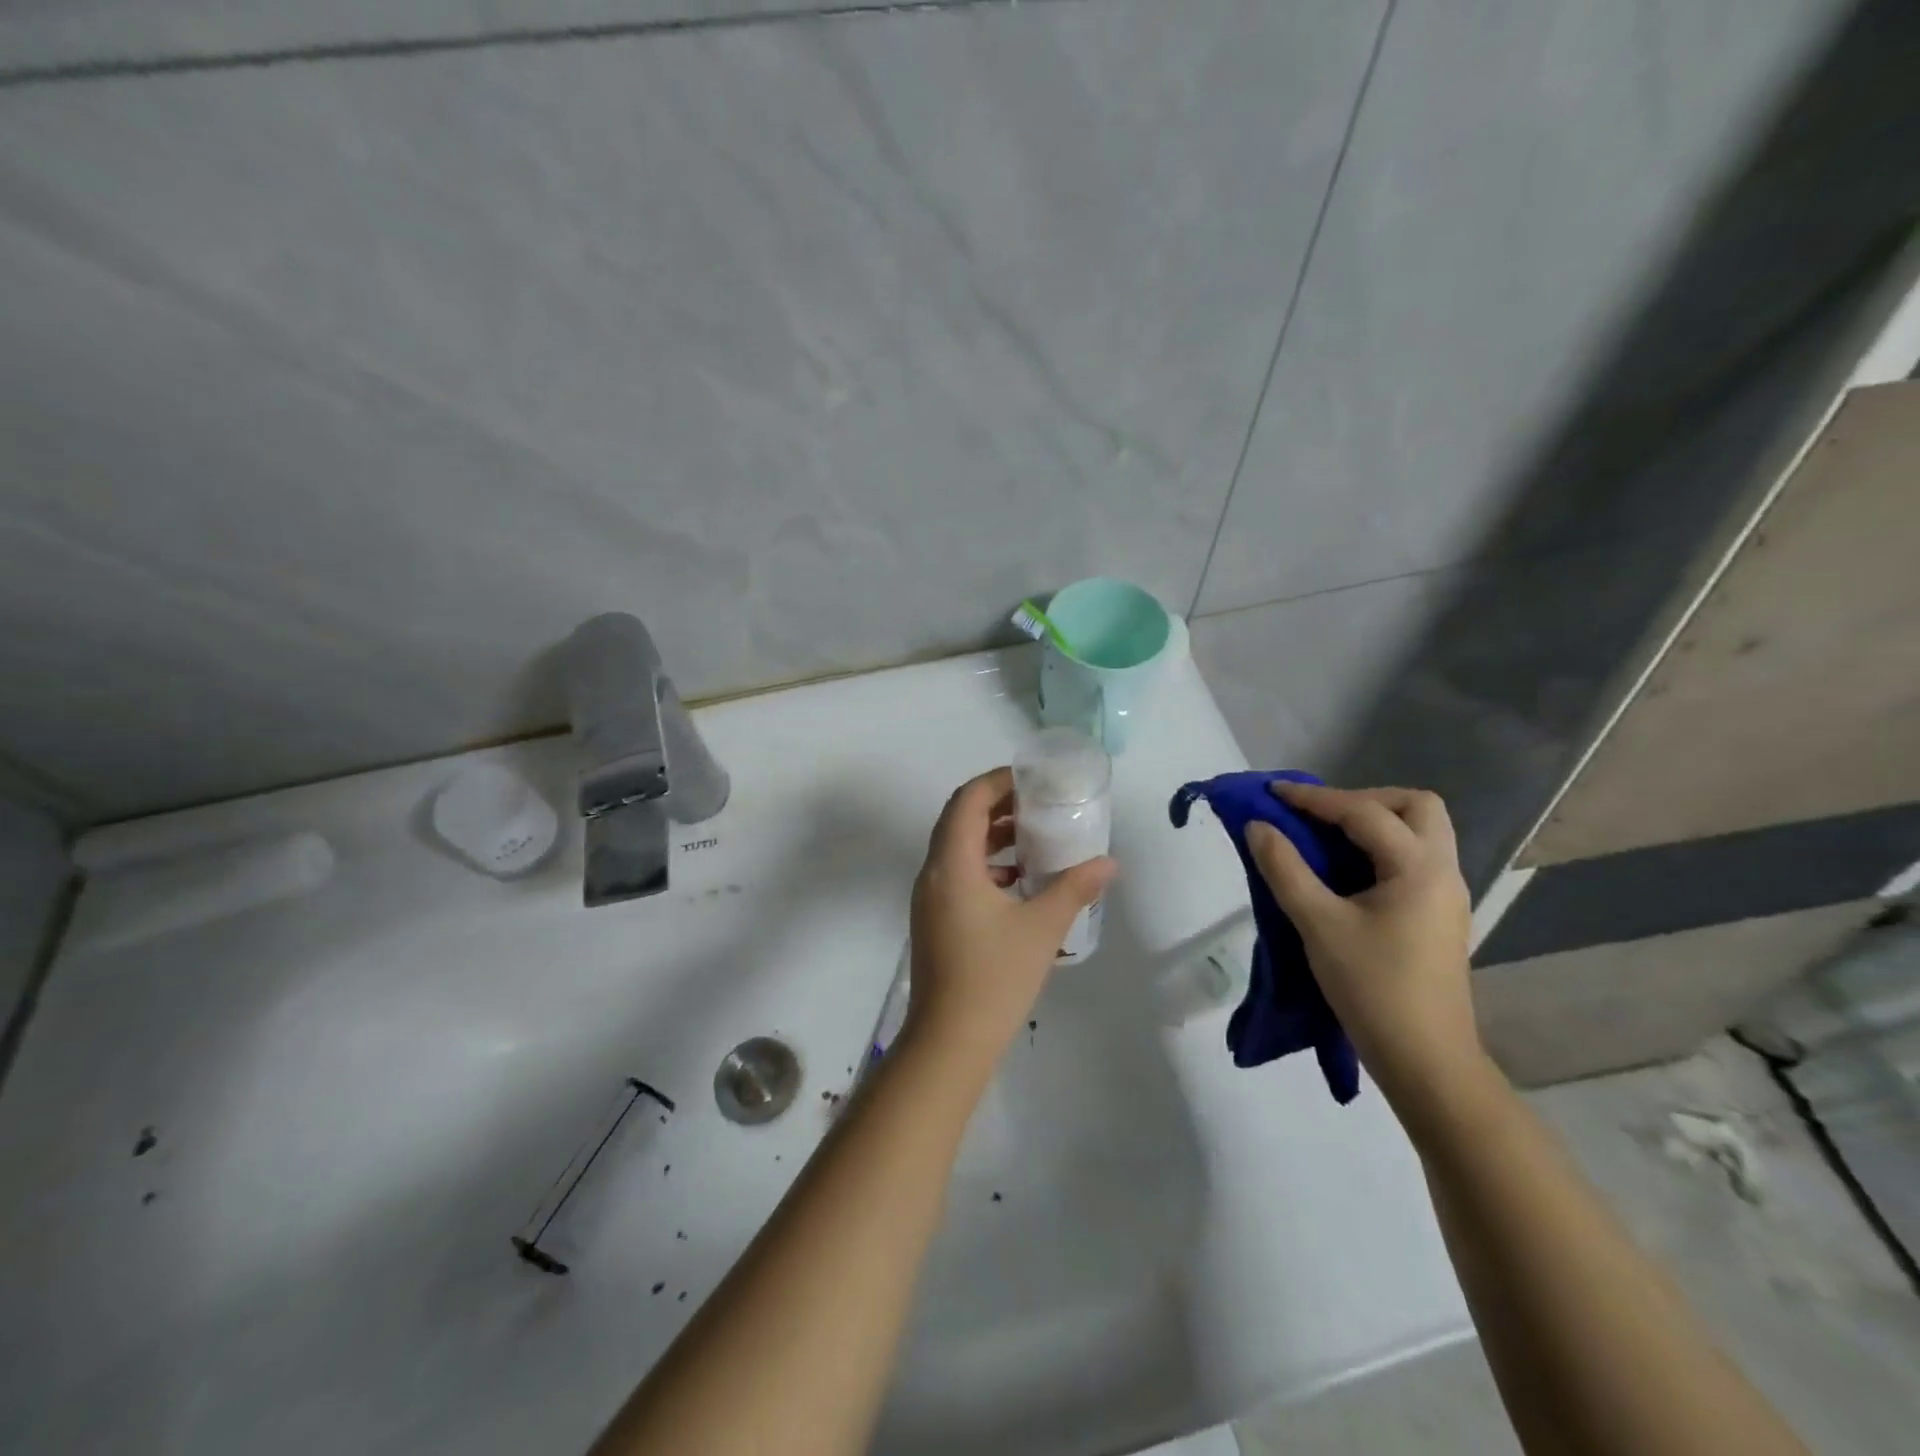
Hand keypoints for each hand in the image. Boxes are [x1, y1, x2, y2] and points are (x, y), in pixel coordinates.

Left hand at [903, 767, 1115, 1077]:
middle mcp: (933, 873)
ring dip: (991, 835)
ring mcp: (929, 898)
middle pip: (959, 818)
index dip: (998, 782)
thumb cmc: (995, 977)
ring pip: (957, 847)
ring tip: (1034, 837)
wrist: (950, 1040)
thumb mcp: (1042, 927)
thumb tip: (1109, 863)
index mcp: (952, 865)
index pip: (968, 800)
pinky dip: (985, 864)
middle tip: (1038, 803)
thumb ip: (1074, 888)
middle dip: (997, 805)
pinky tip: (1018, 879)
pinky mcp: (934, 919)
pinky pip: (957, 873)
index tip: (1033, 781)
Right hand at [1245, 783, 1479, 1110]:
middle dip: (1363, 799)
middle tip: (1319, 815)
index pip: (1364, 813)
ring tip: (1327, 837)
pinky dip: (1379, 848)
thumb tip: (1258, 827)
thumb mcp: (1318, 925)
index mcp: (1418, 869)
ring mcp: (1446, 895)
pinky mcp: (1439, 916)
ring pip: (1421, 832)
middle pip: (1416, 807)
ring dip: (1374, 822)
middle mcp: (1442, 872)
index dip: (1313, 798)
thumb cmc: (1372, 988)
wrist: (1426, 1061)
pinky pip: (1413, 859)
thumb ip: (1285, 869)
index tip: (1272, 793)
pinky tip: (1346, 871)